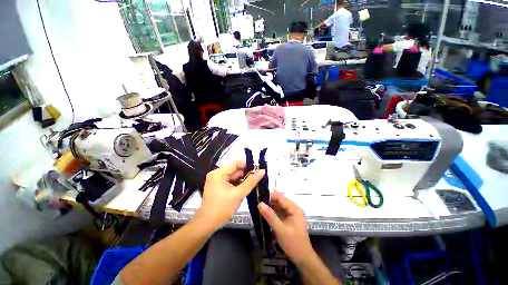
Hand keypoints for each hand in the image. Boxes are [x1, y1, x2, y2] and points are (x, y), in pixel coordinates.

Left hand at [199, 161, 264, 229]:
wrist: (208, 224)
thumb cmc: (222, 209)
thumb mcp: (239, 194)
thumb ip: (251, 182)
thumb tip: (262, 171)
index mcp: (218, 173)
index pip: (235, 163)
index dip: (247, 165)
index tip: (257, 170)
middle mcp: (216, 174)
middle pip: (234, 170)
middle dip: (245, 174)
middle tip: (256, 179)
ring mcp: (216, 180)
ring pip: (233, 176)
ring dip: (242, 180)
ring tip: (251, 184)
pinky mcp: (217, 185)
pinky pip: (230, 181)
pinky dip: (237, 184)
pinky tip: (243, 188)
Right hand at [258, 192, 312, 264]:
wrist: (302, 258)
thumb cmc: (293, 243)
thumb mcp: (280, 229)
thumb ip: (270, 216)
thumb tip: (260, 204)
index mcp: (294, 208)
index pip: (280, 197)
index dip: (270, 196)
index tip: (259, 199)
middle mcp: (293, 208)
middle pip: (279, 201)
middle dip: (269, 202)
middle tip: (258, 206)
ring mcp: (291, 214)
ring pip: (278, 206)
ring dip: (270, 208)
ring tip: (259, 210)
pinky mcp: (288, 219)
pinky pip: (279, 212)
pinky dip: (272, 213)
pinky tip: (265, 216)